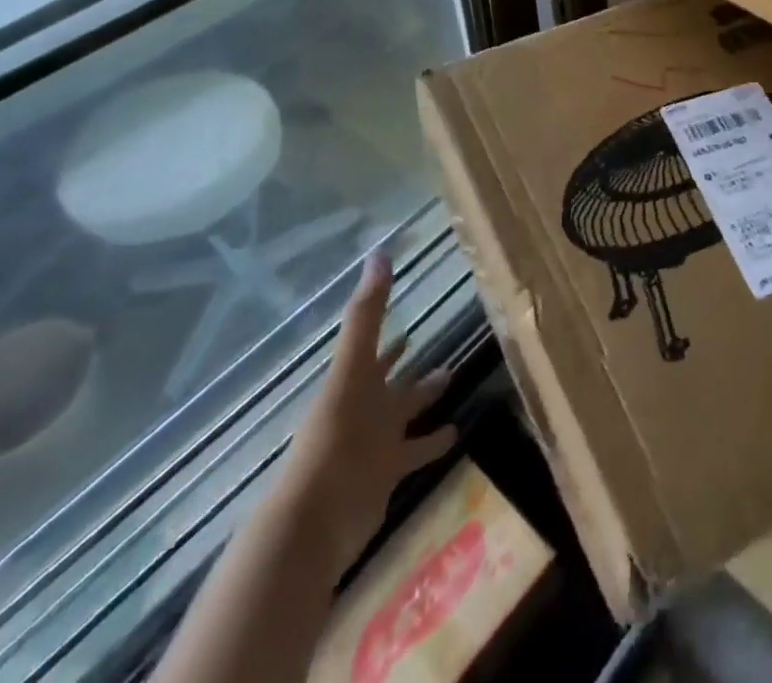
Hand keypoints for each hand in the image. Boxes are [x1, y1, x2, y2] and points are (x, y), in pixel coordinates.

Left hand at [281, 253, 458, 576]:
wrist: (316, 519)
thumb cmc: (334, 436)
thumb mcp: (352, 367)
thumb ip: (367, 314)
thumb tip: (379, 253)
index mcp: (356, 383)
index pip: (376, 351)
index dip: (391, 339)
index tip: (410, 323)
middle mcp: (367, 409)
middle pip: (394, 385)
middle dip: (413, 370)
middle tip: (442, 353)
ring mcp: (376, 445)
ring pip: (406, 416)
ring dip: (425, 400)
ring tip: (452, 379)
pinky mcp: (387, 477)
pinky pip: (415, 454)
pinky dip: (432, 445)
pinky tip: (456, 436)